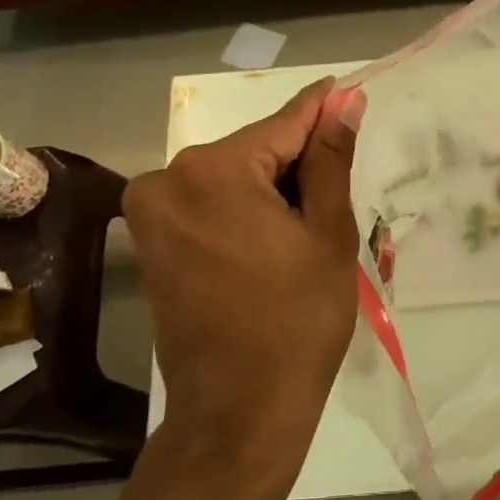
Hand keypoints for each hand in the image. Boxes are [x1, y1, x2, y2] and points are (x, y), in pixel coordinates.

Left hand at [125, 78, 366, 474]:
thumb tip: (344, 104)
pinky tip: (278, 234)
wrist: (238, 410)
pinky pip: (209, 203)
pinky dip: (245, 208)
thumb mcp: (327, 233)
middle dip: (297, 159)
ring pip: (231, 177)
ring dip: (272, 186)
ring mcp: (152, 212)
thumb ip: (331, 160)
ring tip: (314, 219)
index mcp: (213, 170)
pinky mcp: (151, 241)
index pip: (282, 123)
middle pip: (253, 150)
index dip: (321, 108)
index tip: (347, 89)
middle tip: (340, 181)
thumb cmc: (298, 320)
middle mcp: (168, 178)